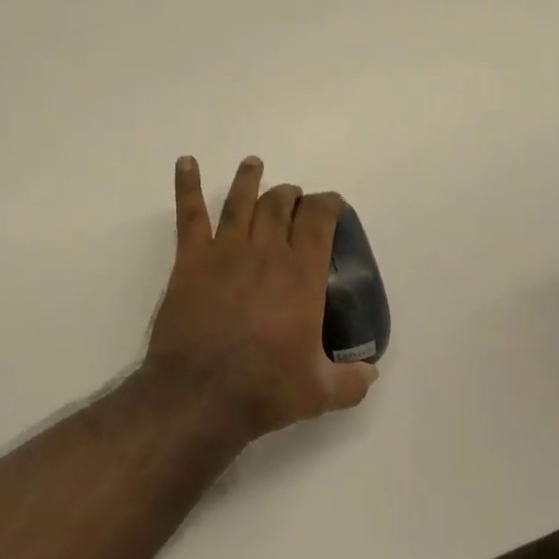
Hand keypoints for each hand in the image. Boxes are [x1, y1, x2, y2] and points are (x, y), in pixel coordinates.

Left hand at [142, 155, 378, 441]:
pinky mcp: (191, 260)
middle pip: (279, 204)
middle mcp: (265, 251)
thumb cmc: (264, 390)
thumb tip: (371, 373)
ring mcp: (225, 251)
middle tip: (293, 199)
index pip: (318, 218)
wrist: (200, 396)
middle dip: (290, 195)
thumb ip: (352, 380)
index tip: (332, 203)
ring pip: (240, 201)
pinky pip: (189, 214)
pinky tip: (186, 163)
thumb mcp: (321, 392)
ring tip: (254, 164)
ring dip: (250, 179)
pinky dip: (187, 185)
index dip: (327, 203)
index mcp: (300, 273)